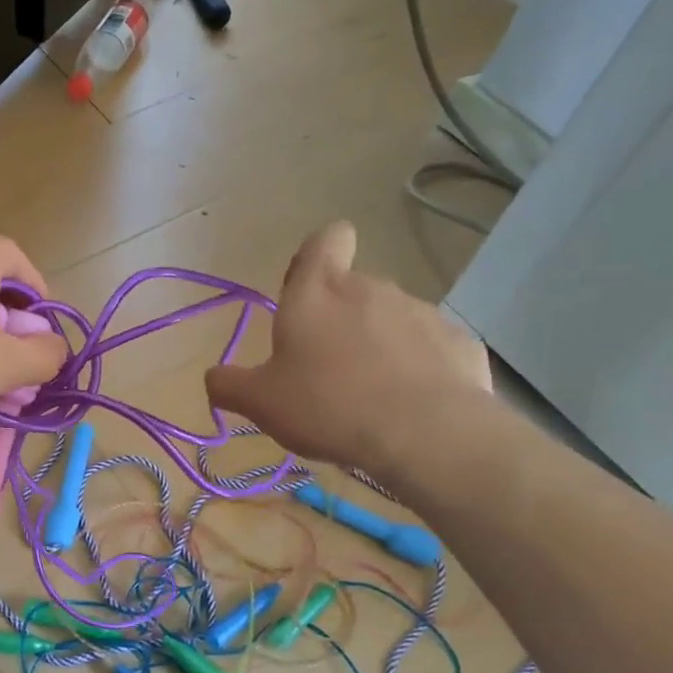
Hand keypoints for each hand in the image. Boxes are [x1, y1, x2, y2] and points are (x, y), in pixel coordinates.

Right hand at [205, 221, 491, 476]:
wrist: (424, 433)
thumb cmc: (327, 405)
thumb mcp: (260, 403)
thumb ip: (228, 385)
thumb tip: (213, 377)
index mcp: (318, 292)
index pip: (325, 239)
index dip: (316, 256)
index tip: (306, 291)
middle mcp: (371, 289)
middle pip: (352, 290)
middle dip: (338, 321)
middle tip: (324, 372)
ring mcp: (421, 313)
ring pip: (390, 321)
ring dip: (376, 347)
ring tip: (367, 399)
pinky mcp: (458, 343)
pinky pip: (427, 351)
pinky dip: (415, 371)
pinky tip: (407, 408)